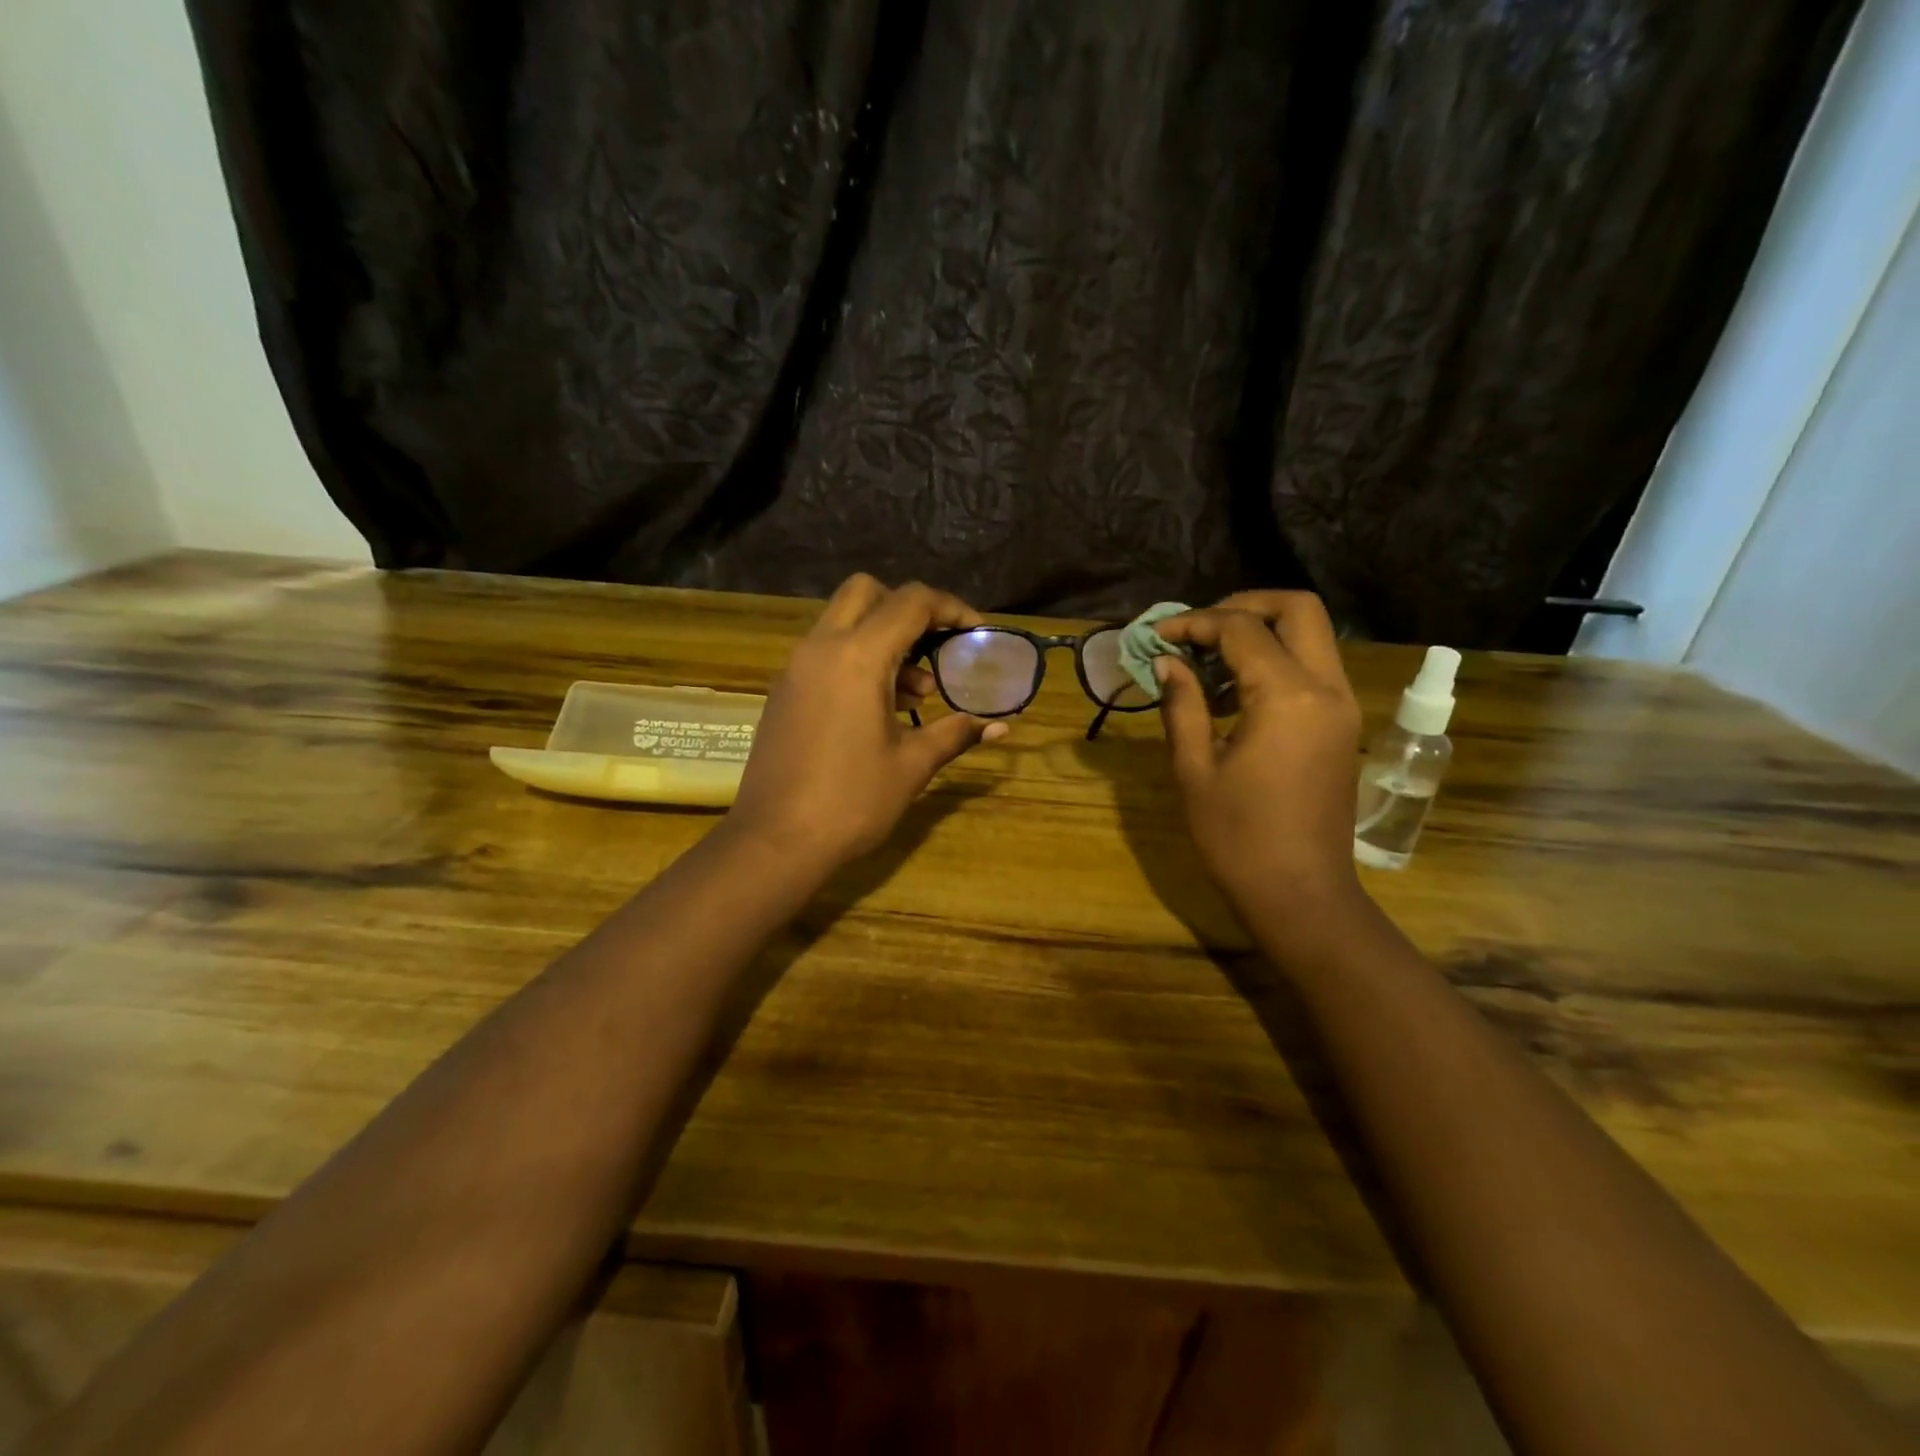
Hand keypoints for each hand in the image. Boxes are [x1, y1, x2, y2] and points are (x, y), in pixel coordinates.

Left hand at [728, 574, 1007, 868]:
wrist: (775, 842)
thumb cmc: (851, 801)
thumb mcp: (912, 766)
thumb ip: (956, 734)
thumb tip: (1000, 727)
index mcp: (857, 657)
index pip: (910, 602)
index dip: (950, 608)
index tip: (976, 632)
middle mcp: (821, 648)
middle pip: (865, 593)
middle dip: (906, 608)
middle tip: (935, 646)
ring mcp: (796, 668)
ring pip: (842, 622)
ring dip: (882, 637)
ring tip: (918, 692)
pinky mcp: (784, 691)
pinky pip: (825, 652)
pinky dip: (856, 658)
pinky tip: (880, 708)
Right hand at [1154, 592, 1364, 923]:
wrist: (1301, 894)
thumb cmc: (1238, 837)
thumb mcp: (1195, 769)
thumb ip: (1182, 705)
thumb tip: (1168, 663)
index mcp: (1287, 696)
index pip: (1241, 629)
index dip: (1195, 622)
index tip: (1157, 636)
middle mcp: (1326, 688)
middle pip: (1297, 610)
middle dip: (1242, 606)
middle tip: (1197, 629)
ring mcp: (1342, 706)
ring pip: (1310, 636)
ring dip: (1260, 634)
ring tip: (1207, 662)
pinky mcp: (1342, 726)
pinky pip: (1312, 669)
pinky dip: (1275, 662)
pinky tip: (1233, 694)